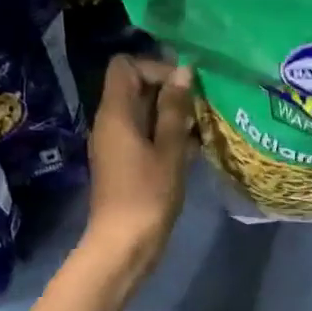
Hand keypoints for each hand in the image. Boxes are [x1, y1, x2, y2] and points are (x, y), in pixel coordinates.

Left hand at [83, 55, 196, 272]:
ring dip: (172, 114)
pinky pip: (145, 133)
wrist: (124, 245)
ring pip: (144, 111)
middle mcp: (110, 121)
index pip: (125, 65)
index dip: (155, 67)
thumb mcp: (170, 149)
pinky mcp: (125, 161)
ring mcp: (116, 142)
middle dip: (169, 90)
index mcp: (116, 113)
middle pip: (135, 86)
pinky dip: (167, 134)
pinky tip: (194, 148)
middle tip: (200, 107)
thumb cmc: (148, 195)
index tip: (184, 87)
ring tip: (201, 127)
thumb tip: (183, 71)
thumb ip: (175, 109)